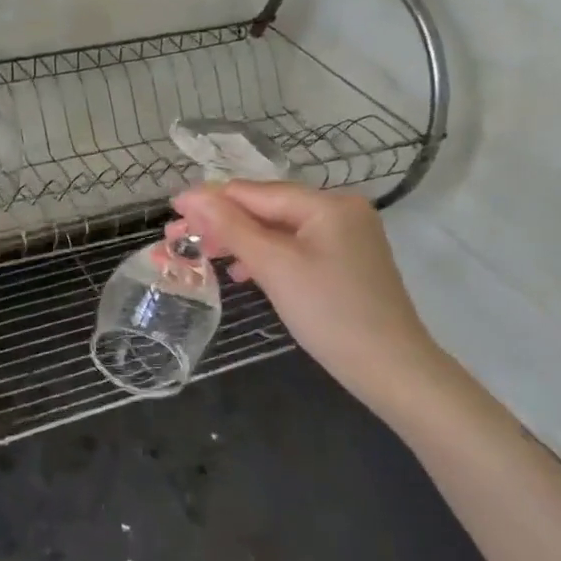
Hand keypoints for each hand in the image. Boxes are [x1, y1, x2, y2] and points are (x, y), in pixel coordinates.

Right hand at [168, 182, 441, 397]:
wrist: (390, 368)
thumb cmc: (330, 313)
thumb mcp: (275, 266)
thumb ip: (231, 227)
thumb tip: (191, 196)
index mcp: (327, 204)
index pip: (254, 192)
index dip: (209, 200)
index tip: (170, 211)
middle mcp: (339, 211)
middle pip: (265, 209)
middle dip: (220, 224)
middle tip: (176, 240)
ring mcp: (344, 237)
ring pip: (277, 231)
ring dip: (237, 241)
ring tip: (201, 256)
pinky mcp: (343, 262)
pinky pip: (293, 249)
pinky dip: (263, 257)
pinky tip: (241, 272)